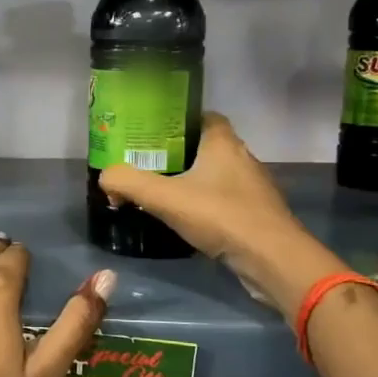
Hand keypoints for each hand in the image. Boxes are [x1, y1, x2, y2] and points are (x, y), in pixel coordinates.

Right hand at [97, 112, 347, 311]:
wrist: (272, 260)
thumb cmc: (221, 216)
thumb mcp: (165, 197)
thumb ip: (129, 182)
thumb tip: (105, 177)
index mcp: (223, 143)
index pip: (202, 116)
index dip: (177, 121)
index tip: (151, 133)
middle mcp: (242, 158)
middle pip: (206, 146)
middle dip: (178, 153)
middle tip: (146, 164)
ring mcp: (253, 188)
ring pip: (216, 175)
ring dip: (193, 181)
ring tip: (161, 192)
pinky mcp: (256, 215)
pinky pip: (225, 200)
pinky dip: (206, 205)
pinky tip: (186, 219)